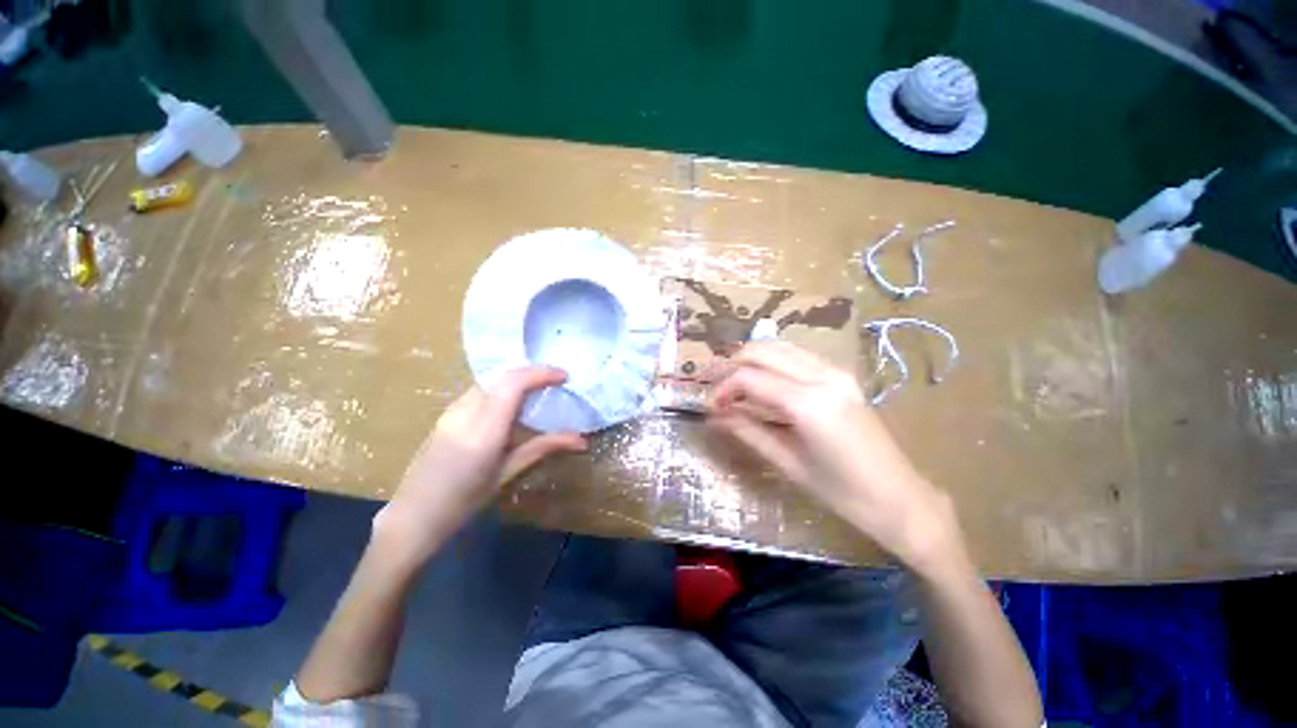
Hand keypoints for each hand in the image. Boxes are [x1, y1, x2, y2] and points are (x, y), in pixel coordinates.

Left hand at [373, 367, 586, 565]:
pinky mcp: (447, 413)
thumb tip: (581, 440)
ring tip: (539, 391)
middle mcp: (465, 411)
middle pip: (502, 376)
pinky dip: (502, 388)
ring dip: (517, 379)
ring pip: (490, 381)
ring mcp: (452, 410)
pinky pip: (480, 390)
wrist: (413, 516)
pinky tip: (512, 405)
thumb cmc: (464, 501)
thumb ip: (543, 448)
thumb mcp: (507, 473)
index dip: (541, 373)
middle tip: (555, 383)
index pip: (513, 383)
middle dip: (532, 373)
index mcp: (483, 429)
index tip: (564, 376)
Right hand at [708, 342, 963, 573]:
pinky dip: (771, 362)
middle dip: (731, 364)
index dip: (722, 388)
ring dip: (750, 359)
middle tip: (714, 387)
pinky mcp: (841, 376)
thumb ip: (748, 431)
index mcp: (809, 403)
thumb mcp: (788, 464)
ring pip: (779, 346)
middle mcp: (822, 376)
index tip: (710, 405)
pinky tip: (761, 383)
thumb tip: (715, 415)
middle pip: (762, 350)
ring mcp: (835, 372)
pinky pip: (796, 356)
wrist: (900, 498)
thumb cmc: (842, 493)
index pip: (749, 377)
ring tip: (733, 383)